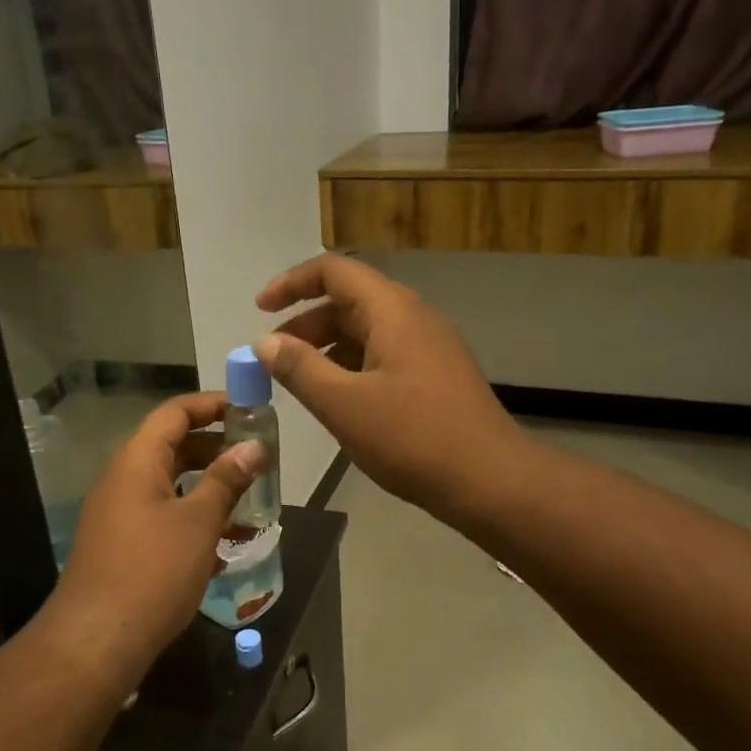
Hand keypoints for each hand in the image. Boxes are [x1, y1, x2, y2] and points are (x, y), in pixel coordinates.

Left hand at [45, 392, 264, 685]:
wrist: (97, 641)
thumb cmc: (153, 571)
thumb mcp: (198, 522)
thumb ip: (226, 480)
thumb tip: (254, 447)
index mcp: (137, 461)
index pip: (175, 413)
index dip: (212, 405)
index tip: (250, 410)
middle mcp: (123, 479)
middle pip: (172, 446)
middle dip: (216, 448)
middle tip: (257, 458)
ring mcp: (120, 514)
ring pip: (170, 485)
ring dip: (208, 487)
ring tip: (250, 499)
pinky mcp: (122, 545)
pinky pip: (163, 516)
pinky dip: (193, 518)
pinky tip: (225, 543)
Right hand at [255, 254, 523, 517]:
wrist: (490, 480)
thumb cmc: (412, 437)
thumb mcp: (343, 404)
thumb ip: (299, 368)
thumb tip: (265, 342)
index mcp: (392, 311)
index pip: (334, 271)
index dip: (292, 283)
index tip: (259, 310)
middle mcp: (414, 317)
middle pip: (350, 300)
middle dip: (305, 322)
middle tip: (273, 357)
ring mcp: (430, 347)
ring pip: (368, 330)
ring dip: (328, 347)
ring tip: (299, 381)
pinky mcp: (437, 375)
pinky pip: (385, 354)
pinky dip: (352, 365)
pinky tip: (339, 399)